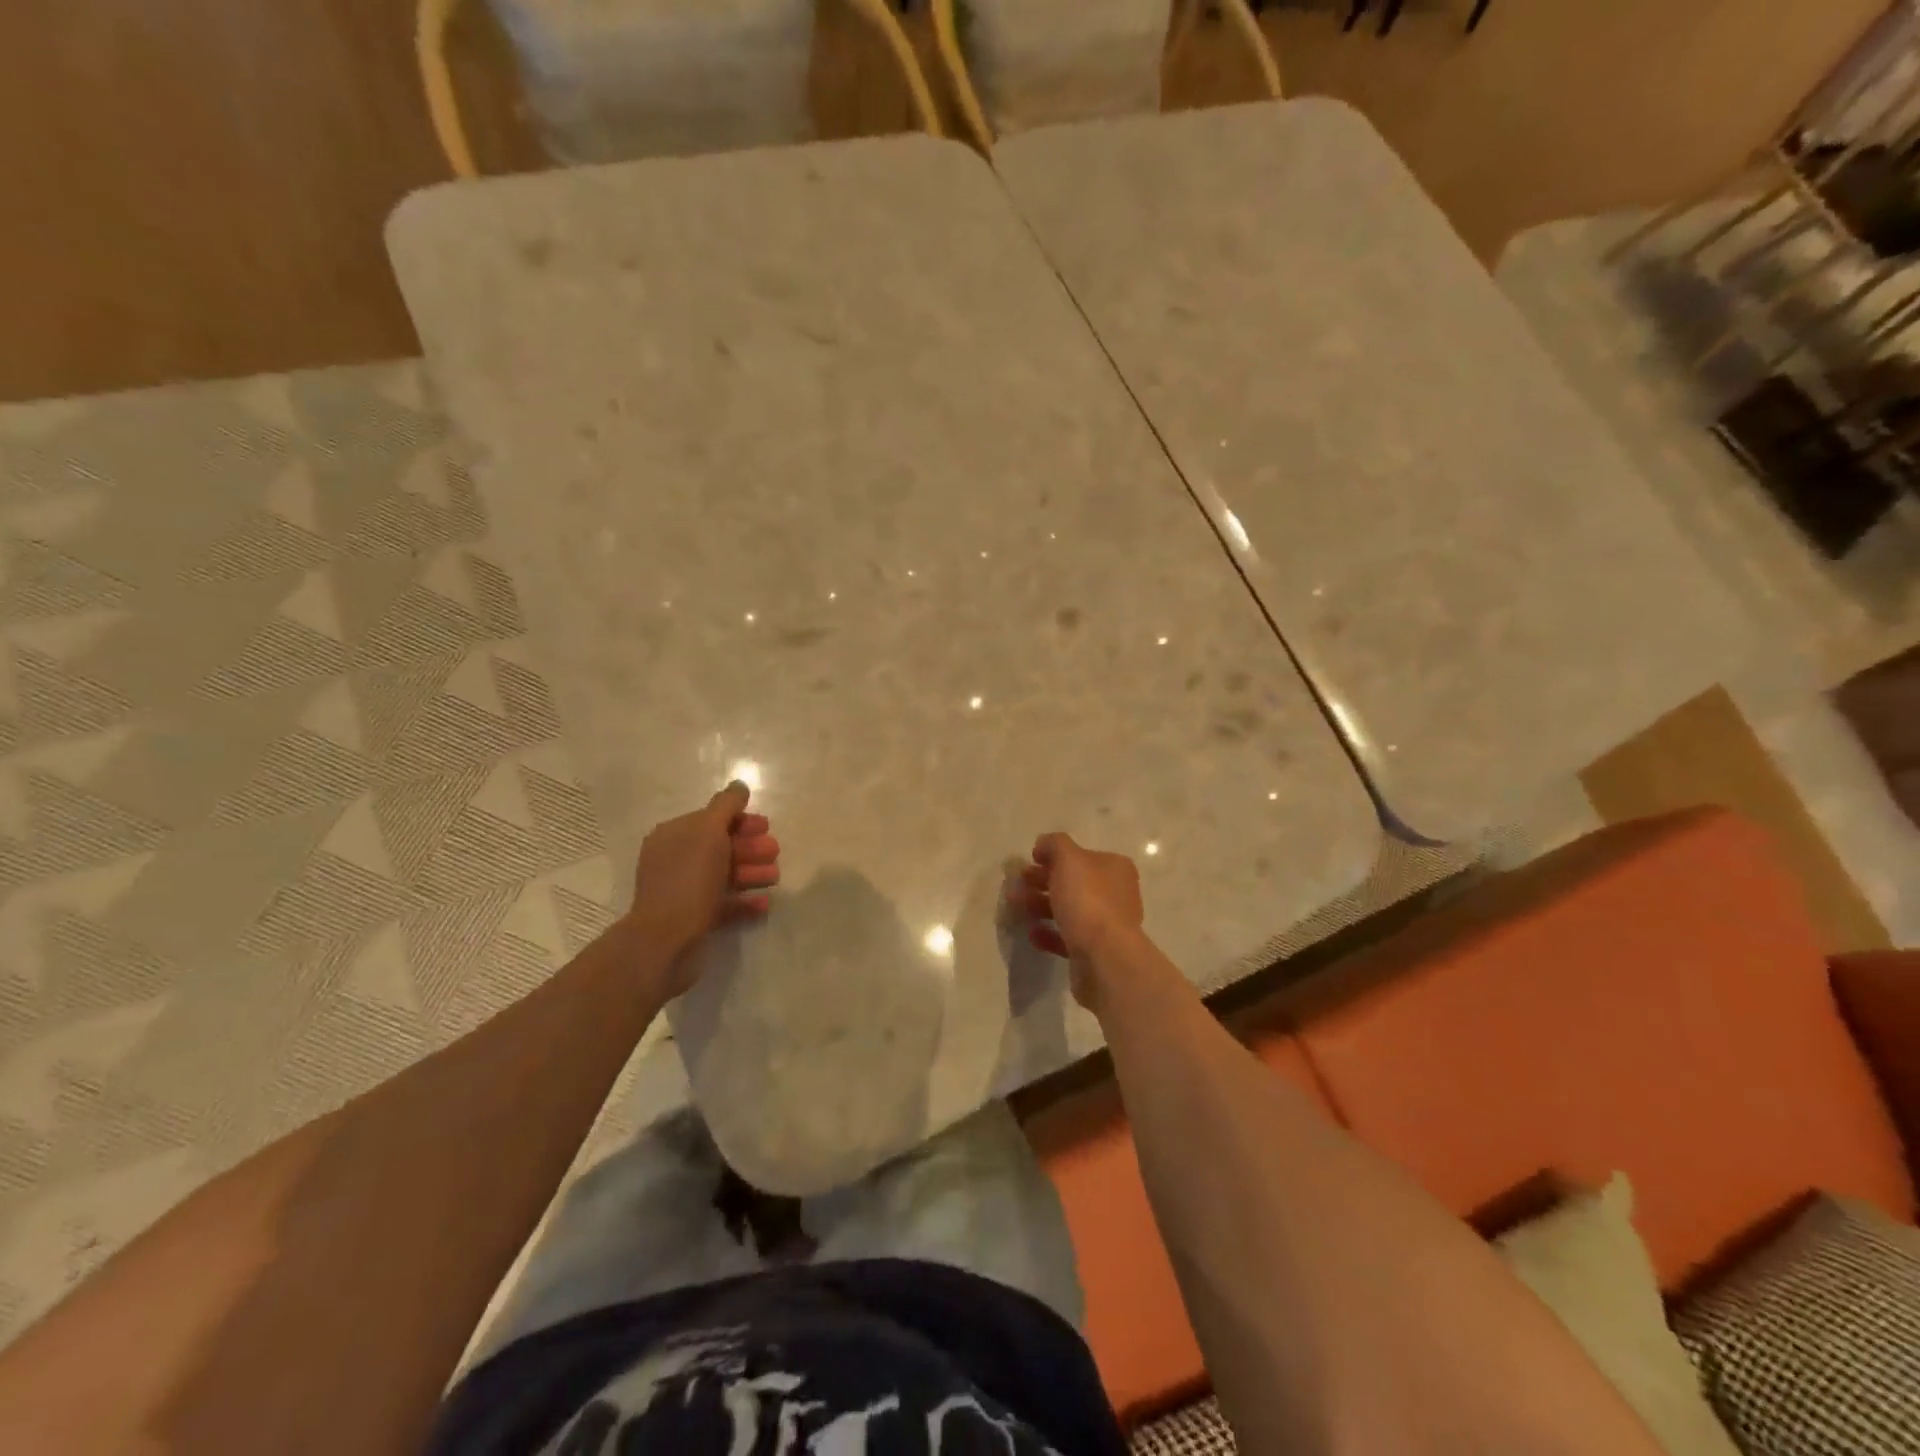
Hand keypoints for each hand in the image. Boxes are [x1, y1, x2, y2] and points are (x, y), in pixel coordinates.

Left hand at [626, 781, 779, 993]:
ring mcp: (683, 891)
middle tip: (775, 852)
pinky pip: (724, 904)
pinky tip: (764, 903)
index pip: (710, 819)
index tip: (766, 827)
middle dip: (750, 847)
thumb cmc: (689, 878)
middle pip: (720, 847)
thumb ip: (726, 806)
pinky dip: (744, 901)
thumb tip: (739, 786)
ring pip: (724, 875)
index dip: (740, 820)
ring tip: (775, 877)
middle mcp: (675, 860)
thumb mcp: (709, 831)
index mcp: (673, 836)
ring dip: (752, 872)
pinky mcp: (693, 918)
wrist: (667, 939)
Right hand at [1007, 832, 1144, 1004]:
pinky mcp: (1094, 951)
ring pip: (1068, 910)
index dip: (1055, 856)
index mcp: (1114, 868)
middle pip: (1073, 883)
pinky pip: (1067, 937)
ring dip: (1040, 906)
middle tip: (1017, 885)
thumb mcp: (1068, 859)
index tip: (1030, 861)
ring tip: (1015, 906)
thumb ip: (1054, 844)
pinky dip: (1048, 933)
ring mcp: (1106, 925)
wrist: (1104, 957)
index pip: (1082, 856)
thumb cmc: (1087, 900)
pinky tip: (1032, 933)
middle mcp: (1115, 894)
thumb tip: (1043, 845)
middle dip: (1041, 882)